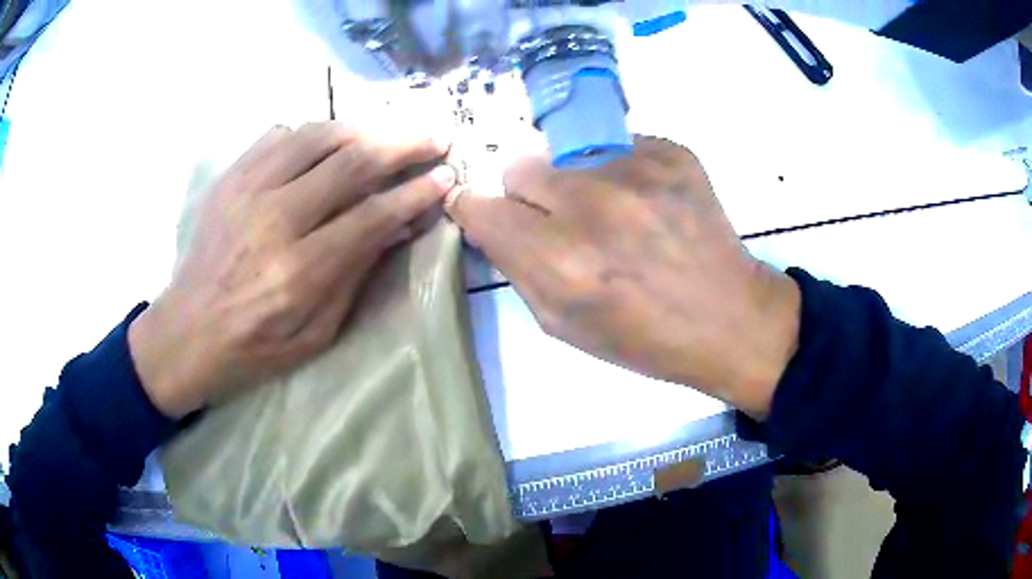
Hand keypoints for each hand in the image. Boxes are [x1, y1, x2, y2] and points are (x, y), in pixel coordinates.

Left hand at [129, 122, 455, 417]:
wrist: (186, 332)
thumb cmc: (253, 347)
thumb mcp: (315, 334)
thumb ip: (356, 274)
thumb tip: (398, 225)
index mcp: (298, 270)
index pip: (372, 214)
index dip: (416, 192)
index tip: (445, 175)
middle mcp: (273, 218)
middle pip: (351, 161)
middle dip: (403, 144)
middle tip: (434, 138)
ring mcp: (247, 190)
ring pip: (318, 135)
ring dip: (363, 129)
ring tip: (388, 134)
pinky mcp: (230, 178)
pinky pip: (280, 134)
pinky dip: (314, 133)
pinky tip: (328, 146)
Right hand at [446, 136, 799, 418]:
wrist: (729, 317)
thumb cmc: (644, 337)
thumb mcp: (563, 325)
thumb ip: (518, 269)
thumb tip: (493, 223)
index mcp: (560, 261)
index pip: (481, 207)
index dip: (477, 210)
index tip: (486, 215)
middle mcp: (592, 206)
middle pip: (520, 168)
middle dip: (529, 196)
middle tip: (561, 221)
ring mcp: (636, 171)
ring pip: (569, 157)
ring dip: (578, 184)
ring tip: (616, 215)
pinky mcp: (671, 152)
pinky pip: (619, 149)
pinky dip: (623, 174)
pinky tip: (650, 205)